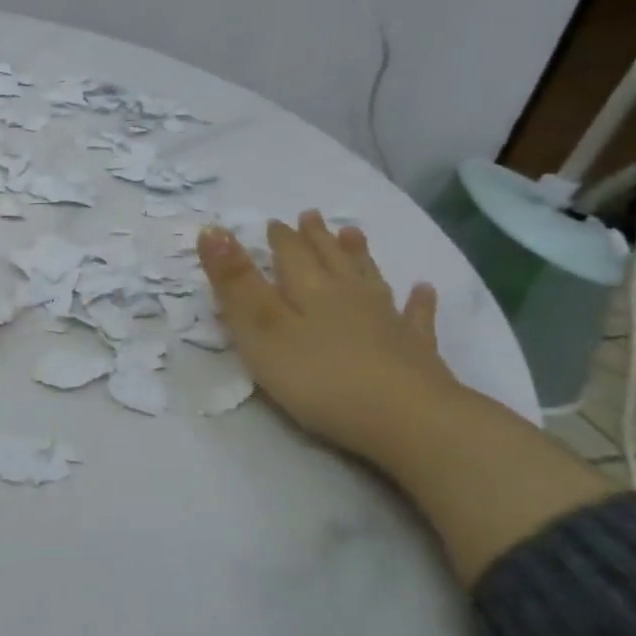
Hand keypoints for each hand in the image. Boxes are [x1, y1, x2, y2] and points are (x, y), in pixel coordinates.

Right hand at [197, 211, 457, 463]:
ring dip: (358, 255)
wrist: (409, 420)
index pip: (291, 255)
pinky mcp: (416, 352)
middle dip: (317, 238)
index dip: (280, 238)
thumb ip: (235, 283)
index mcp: (310, 291)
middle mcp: (349, 296)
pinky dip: (418, 302)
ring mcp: (387, 322)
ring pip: (369, 279)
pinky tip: (424, 290)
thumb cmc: (320, 378)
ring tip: (354, 233)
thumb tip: (211, 229)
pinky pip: (416, 318)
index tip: (273, 221)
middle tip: (311, 215)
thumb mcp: (261, 330)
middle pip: (330, 260)